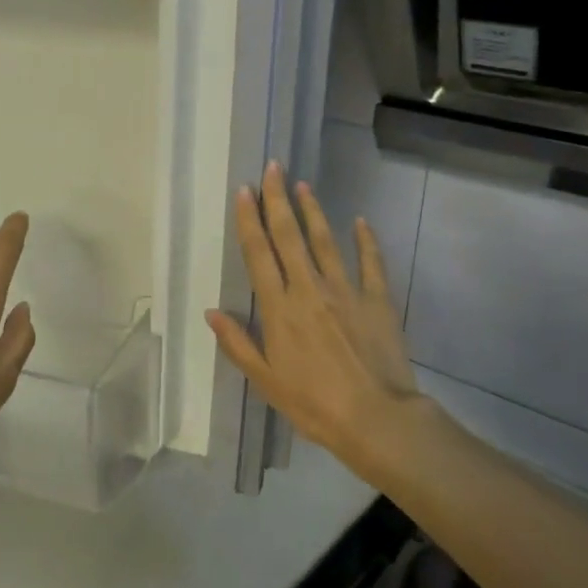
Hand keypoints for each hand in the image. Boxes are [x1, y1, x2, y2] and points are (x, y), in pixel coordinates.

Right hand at [206, 163, 433, 484]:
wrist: (376, 419)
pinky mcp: (377, 300)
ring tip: (303, 184)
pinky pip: (371, 263)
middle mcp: (309, 289)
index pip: (259, 254)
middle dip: (278, 200)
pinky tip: (361, 221)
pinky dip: (366, 241)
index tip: (244, 191)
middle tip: (272, 168)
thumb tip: (211, 312)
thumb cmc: (313, 403)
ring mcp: (345, 291)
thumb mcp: (265, 380)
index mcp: (279, 308)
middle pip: (290, 237)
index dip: (249, 220)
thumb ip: (237, 343)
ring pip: (326, 241)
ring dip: (313, 211)